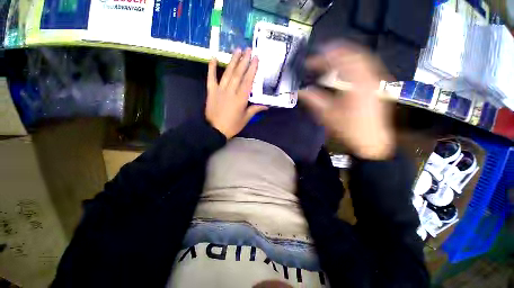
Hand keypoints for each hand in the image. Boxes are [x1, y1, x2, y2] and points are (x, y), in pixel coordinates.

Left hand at [206, 48, 267, 138]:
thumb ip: (255, 110)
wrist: (215, 130)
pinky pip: (211, 77)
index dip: (252, 69)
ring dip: (232, 61)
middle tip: (248, 49)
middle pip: (238, 74)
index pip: (248, 81)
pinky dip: (211, 67)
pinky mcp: (211, 91)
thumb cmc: (232, 125)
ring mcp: (220, 90)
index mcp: (241, 99)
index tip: (256, 58)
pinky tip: (213, 57)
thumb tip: (266, 106)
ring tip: (237, 50)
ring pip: (227, 73)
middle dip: (244, 61)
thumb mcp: (246, 119)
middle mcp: (231, 91)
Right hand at [299, 44, 394, 159]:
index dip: (322, 58)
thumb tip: (300, 90)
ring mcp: (377, 80)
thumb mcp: (327, 115)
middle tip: (320, 51)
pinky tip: (345, 66)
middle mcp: (370, 77)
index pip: (338, 62)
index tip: (309, 61)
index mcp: (356, 84)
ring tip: (331, 55)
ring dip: (345, 54)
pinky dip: (354, 62)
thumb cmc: (347, 129)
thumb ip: (313, 99)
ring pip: (362, 58)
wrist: (370, 141)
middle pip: (353, 54)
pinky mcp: (378, 85)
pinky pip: (366, 66)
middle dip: (335, 50)